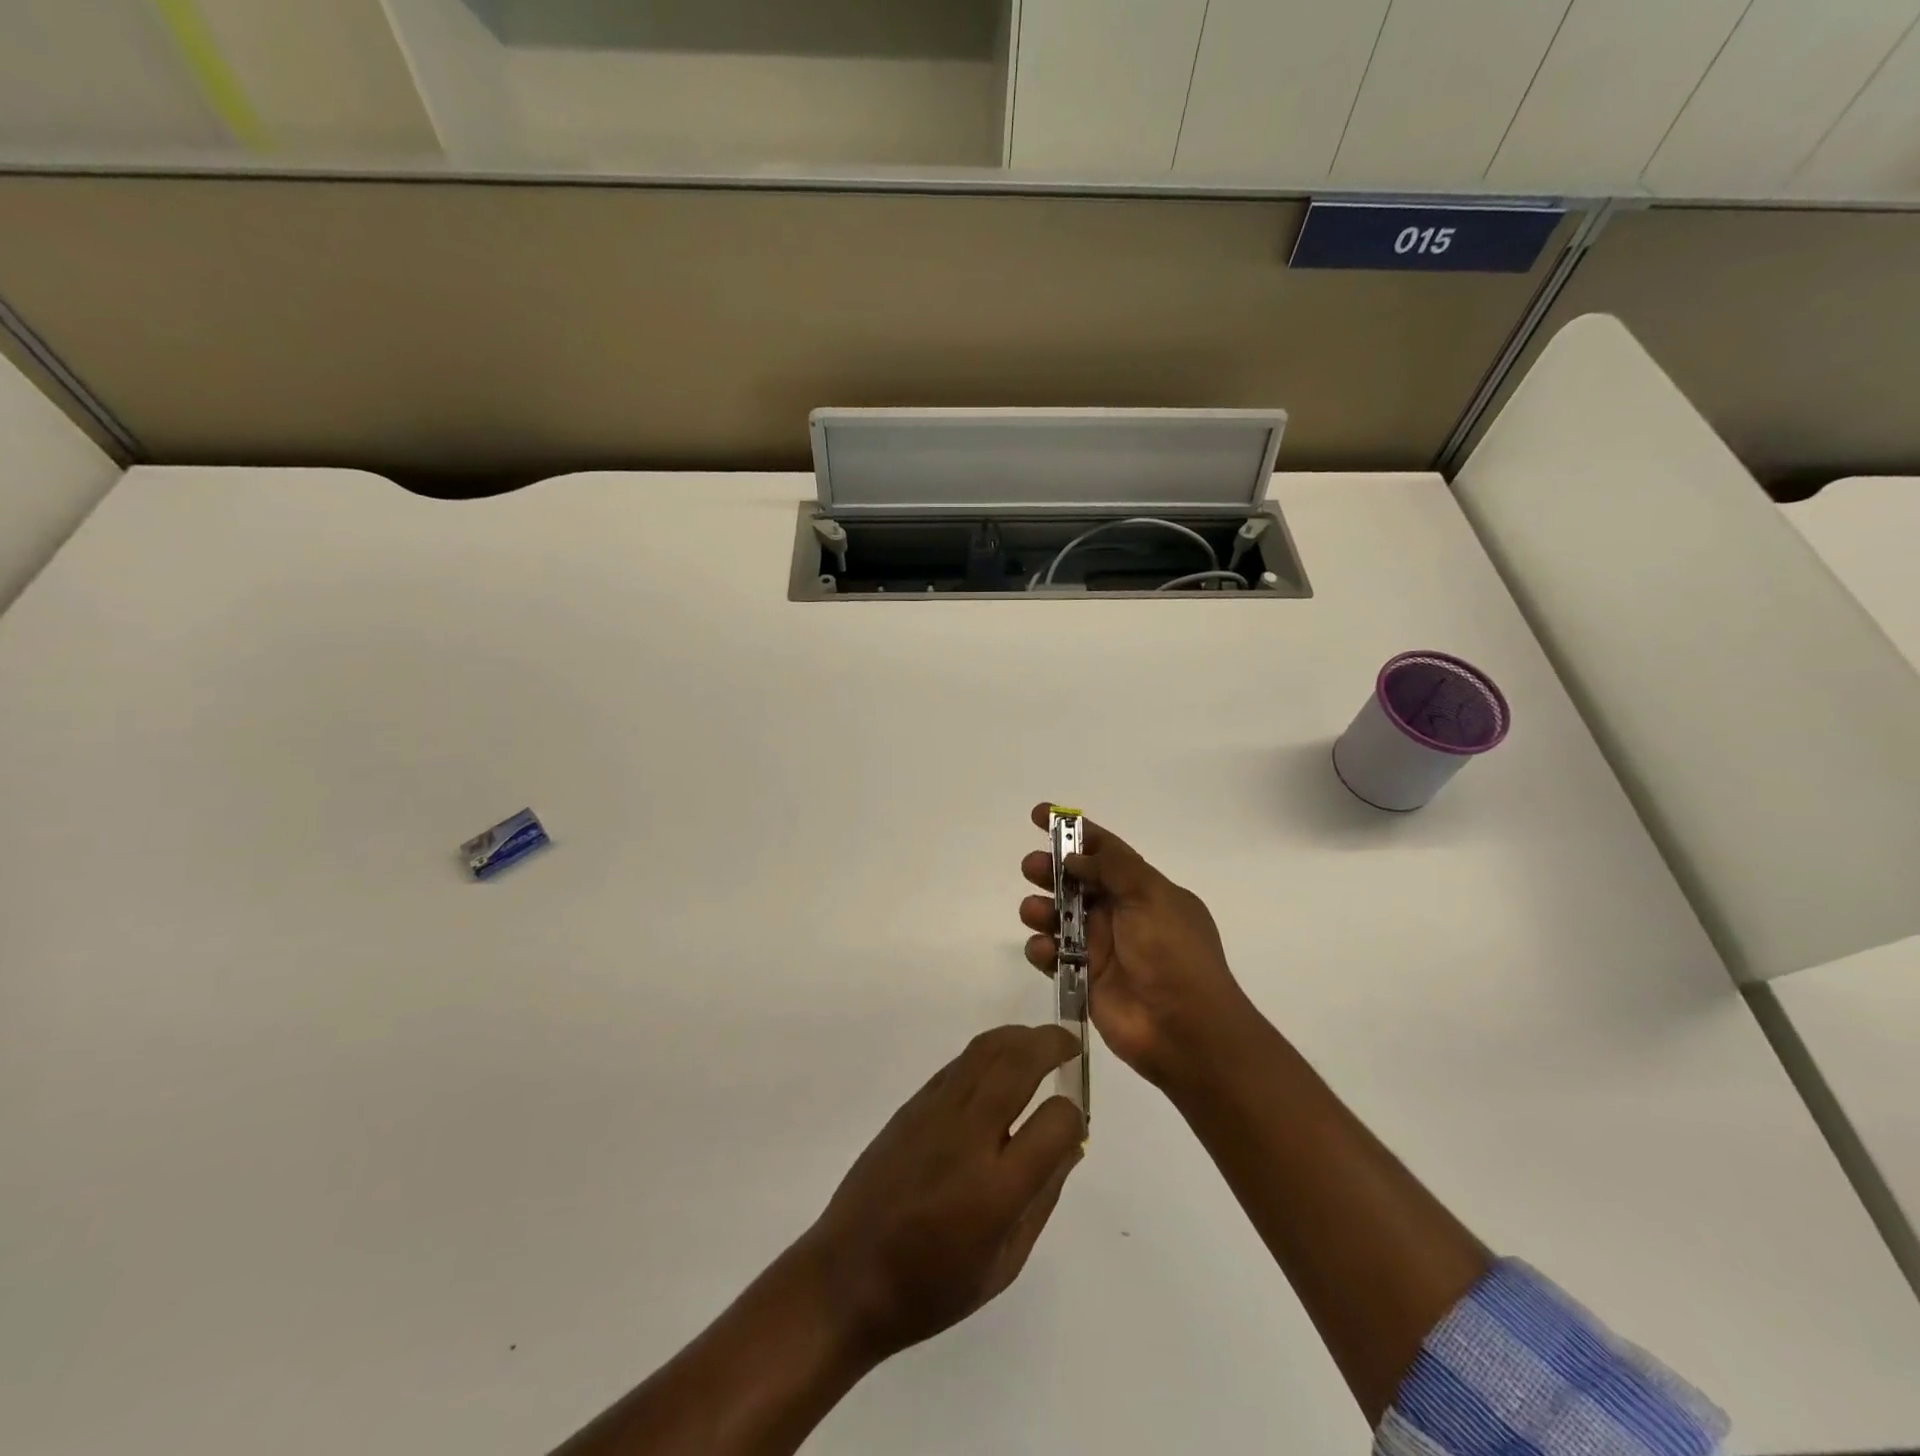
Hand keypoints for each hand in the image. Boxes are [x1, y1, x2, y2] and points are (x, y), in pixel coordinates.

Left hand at [798, 1024, 1085, 1362]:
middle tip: (1070, 1045)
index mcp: (996, 1189)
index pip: (1055, 1122)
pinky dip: (987, 1052)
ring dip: (1019, 1037)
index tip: (1075, 1123)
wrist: (848, 1275)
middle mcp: (967, 1137)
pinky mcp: (912, 1105)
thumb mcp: (1003, 1264)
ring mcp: (935, 1113)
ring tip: (1040, 1043)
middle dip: (1051, 1044)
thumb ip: (1042, 1199)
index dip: (1074, 1115)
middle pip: (1018, 1064)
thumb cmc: (932, 1287)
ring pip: (985, 1051)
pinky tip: (999, 1065)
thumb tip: (1069, 1144)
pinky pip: (958, 1064)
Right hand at [1020, 803, 1254, 1088]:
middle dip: (1050, 870)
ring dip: (1042, 908)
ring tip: (1035, 912)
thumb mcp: (1151, 896)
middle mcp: (1121, 914)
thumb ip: (1112, 869)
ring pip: (1059, 916)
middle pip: (1076, 881)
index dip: (1074, 831)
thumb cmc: (1173, 954)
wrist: (1185, 1030)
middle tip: (1031, 867)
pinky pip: (1053, 955)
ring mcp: (1101, 946)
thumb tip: (1075, 857)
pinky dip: (1042, 949)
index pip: (1105, 851)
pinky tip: (1044, 951)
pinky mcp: (1084, 978)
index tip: (1039, 815)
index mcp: (1144, 890)